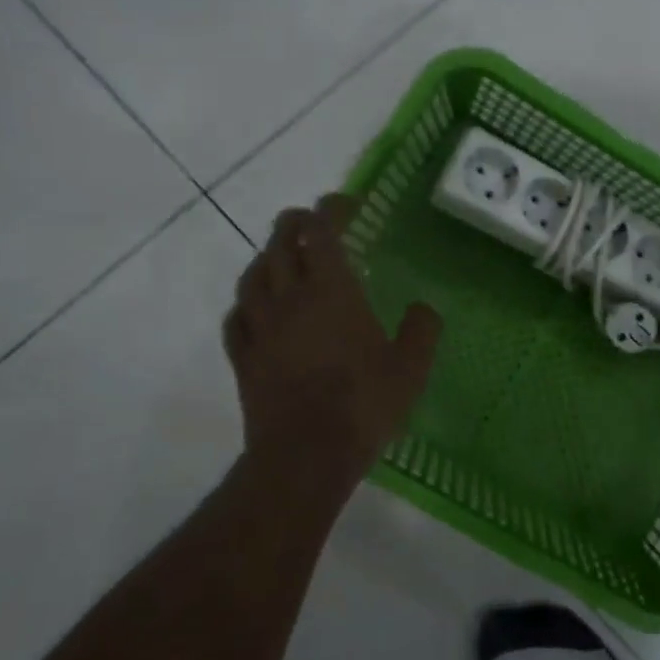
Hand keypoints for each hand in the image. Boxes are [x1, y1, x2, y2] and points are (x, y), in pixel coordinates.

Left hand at [225, 195, 442, 506]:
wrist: (304, 456)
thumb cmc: (363, 405)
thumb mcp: (411, 368)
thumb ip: (422, 331)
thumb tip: (424, 309)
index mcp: (331, 292)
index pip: (321, 233)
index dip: (330, 210)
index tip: (345, 203)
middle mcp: (289, 299)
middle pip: (280, 245)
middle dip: (293, 224)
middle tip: (308, 221)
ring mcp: (260, 328)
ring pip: (252, 276)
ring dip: (266, 258)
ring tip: (279, 257)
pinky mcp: (243, 358)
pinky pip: (236, 318)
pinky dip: (245, 303)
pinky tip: (253, 309)